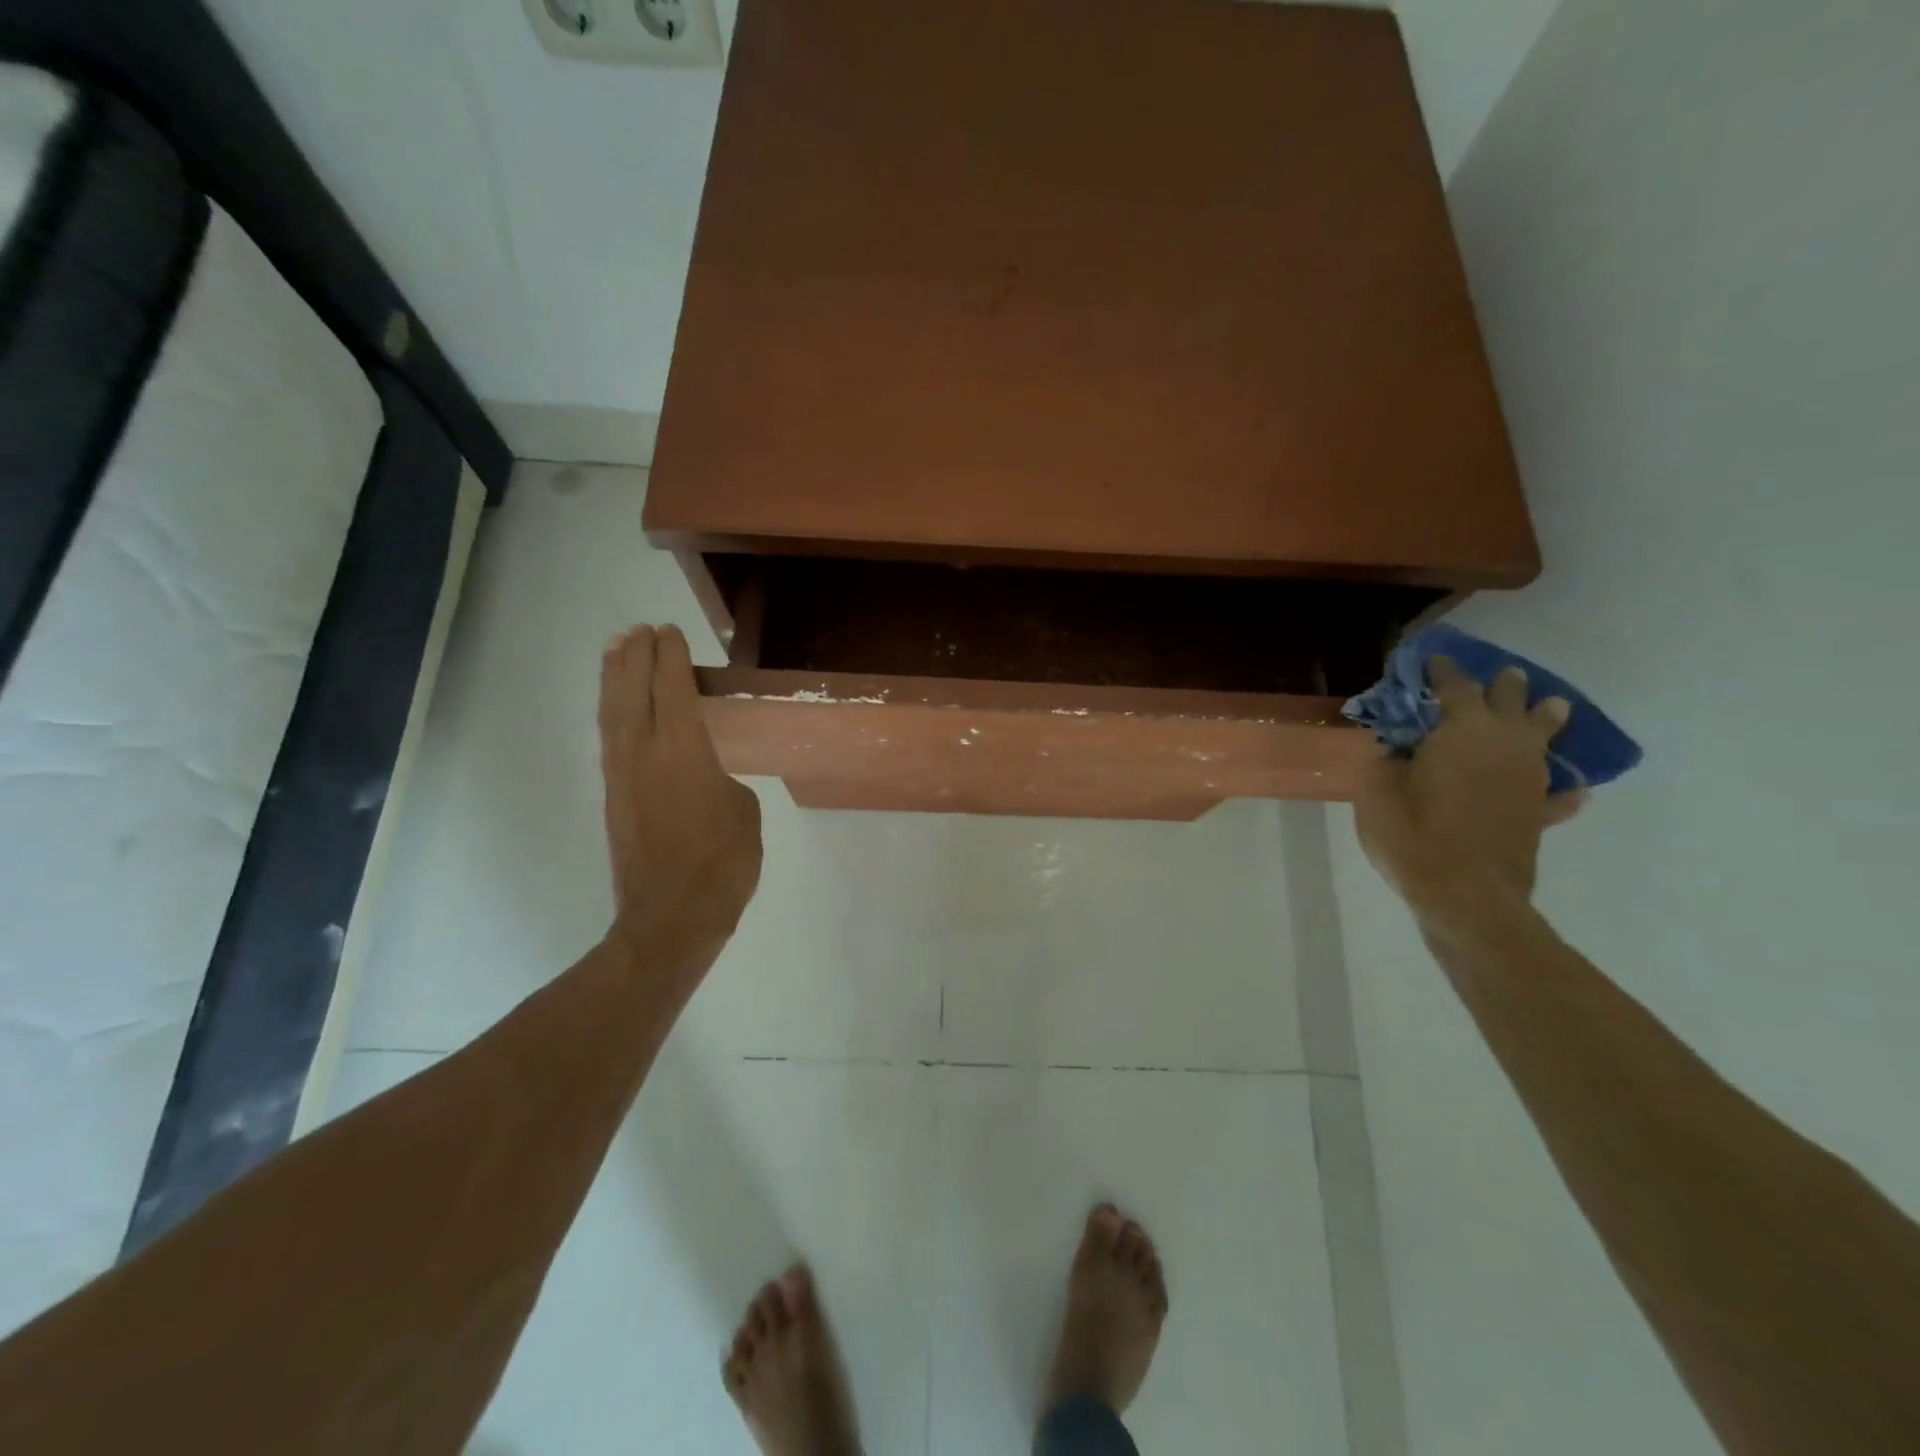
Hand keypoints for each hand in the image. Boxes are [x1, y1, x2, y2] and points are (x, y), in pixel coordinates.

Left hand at [599, 625, 762, 969]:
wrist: (670, 918)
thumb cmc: (722, 864)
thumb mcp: (744, 813)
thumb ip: (724, 782)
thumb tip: (707, 779)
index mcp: (683, 751)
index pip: (673, 689)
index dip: (671, 657)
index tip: (669, 632)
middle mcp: (643, 753)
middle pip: (633, 691)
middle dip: (635, 656)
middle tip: (639, 630)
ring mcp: (622, 776)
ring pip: (613, 713)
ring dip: (614, 678)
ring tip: (616, 650)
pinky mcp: (614, 798)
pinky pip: (610, 739)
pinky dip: (613, 712)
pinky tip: (618, 708)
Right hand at [1355, 657, 1582, 912]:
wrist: (1465, 895)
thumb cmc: (1413, 835)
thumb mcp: (1375, 793)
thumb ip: (1384, 761)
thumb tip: (1393, 748)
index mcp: (1462, 731)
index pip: (1455, 687)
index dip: (1443, 671)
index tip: (1433, 660)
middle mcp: (1504, 745)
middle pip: (1510, 702)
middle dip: (1502, 686)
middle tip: (1502, 676)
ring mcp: (1529, 779)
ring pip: (1545, 737)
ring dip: (1544, 719)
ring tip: (1550, 707)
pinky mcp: (1538, 814)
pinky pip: (1557, 795)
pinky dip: (1561, 789)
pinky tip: (1569, 791)